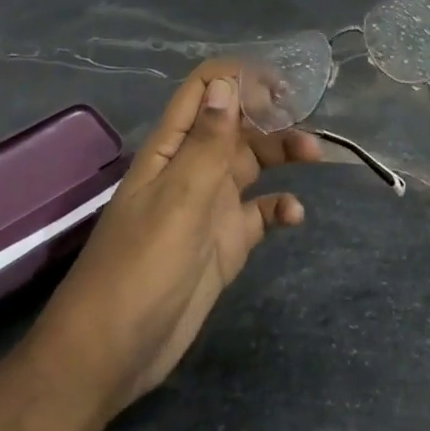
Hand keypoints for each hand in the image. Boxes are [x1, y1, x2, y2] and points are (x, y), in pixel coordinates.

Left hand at [33, 61, 321, 422]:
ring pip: (252, 163)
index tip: (280, 84)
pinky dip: (280, 207)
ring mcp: (210, 206)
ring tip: (315, 155)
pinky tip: (295, 215)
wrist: (114, 351)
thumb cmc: (141, 265)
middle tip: (308, 117)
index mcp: (172, 149)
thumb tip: (226, 84)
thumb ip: (206, 142)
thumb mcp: (178, 198)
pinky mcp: (226, 242)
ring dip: (283, 154)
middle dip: (271, 115)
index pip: (203, 92)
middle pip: (236, 125)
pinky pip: (260, 212)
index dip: (238, 78)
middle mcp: (192, 169)